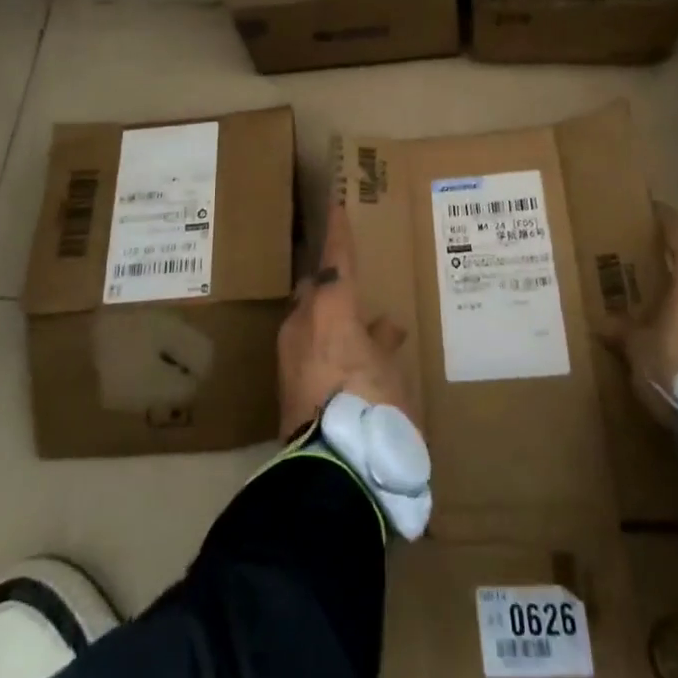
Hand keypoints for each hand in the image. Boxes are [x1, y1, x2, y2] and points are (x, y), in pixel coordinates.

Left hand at [277, 205, 412, 437]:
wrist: (333, 472)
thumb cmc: (374, 407)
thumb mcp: (393, 372)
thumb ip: (385, 344)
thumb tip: (385, 326)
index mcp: (331, 309)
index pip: (336, 258)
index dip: (339, 231)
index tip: (336, 204)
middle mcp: (302, 324)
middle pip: (315, 289)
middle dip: (330, 284)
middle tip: (351, 281)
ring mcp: (288, 356)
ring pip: (309, 320)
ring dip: (330, 320)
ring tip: (358, 326)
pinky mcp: (284, 386)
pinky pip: (307, 349)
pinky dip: (326, 347)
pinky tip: (348, 362)